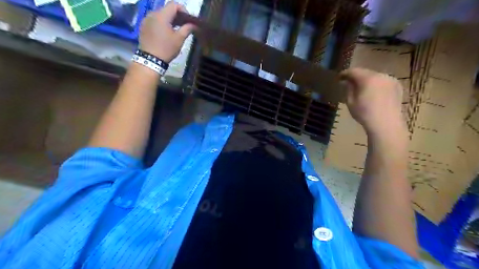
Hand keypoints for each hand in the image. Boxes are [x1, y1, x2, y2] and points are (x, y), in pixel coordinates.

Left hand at [139, 2, 196, 62]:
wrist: (150, 59)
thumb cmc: (166, 49)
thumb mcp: (179, 39)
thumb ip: (187, 29)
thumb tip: (193, 24)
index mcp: (162, 15)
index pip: (173, 4)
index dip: (183, 10)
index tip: (188, 20)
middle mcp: (152, 14)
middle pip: (166, 9)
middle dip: (176, 15)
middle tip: (183, 26)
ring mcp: (146, 19)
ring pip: (160, 14)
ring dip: (169, 19)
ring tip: (174, 30)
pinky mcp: (143, 26)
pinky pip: (154, 20)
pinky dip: (161, 23)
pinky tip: (165, 33)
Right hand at [341, 67, 407, 138]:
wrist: (386, 124)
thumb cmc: (365, 113)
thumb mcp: (350, 102)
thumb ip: (349, 89)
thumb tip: (348, 83)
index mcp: (368, 78)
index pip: (354, 71)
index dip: (345, 74)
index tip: (339, 78)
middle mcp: (381, 75)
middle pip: (365, 72)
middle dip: (357, 77)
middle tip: (349, 83)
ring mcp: (391, 80)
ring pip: (375, 77)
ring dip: (367, 80)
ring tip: (362, 88)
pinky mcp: (398, 86)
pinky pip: (383, 82)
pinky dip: (377, 85)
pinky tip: (374, 93)